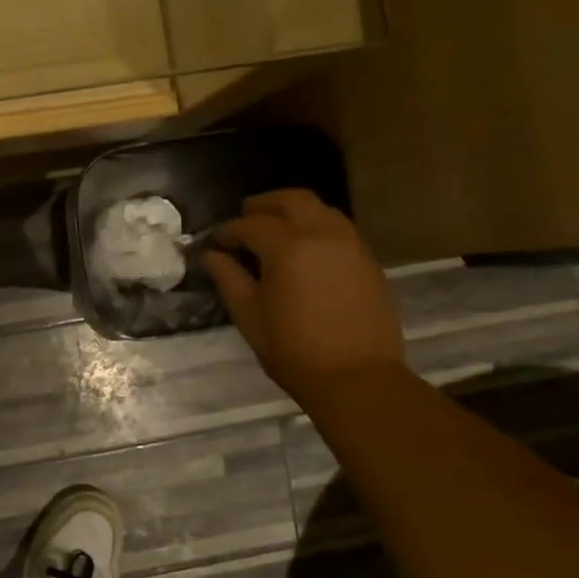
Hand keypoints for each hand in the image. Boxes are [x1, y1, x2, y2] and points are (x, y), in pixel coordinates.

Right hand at [201, 189, 405, 401]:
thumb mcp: (249, 315)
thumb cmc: (293, 349)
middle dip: (264, 204)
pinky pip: (339, 228)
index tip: (215, 243)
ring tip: (276, 229)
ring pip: (321, 209)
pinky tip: (305, 250)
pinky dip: (317, 227)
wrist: (357, 378)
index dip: (228, 231)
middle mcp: (322, 234)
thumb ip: (228, 278)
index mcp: (288, 247)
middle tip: (245, 216)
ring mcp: (351, 245)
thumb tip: (210, 255)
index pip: (250, 224)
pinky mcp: (368, 261)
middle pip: (292, 200)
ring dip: (294, 211)